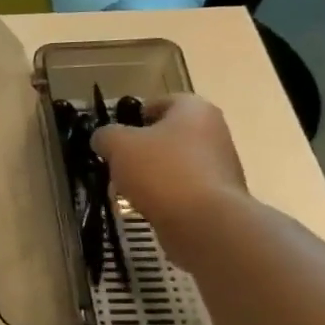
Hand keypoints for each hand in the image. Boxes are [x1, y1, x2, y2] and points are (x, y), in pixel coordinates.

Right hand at [91, 94, 248, 268]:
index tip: (117, 131)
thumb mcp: (119, 145)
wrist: (204, 222)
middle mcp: (214, 132)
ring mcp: (220, 166)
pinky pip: (183, 189)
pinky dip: (164, 195)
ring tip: (126, 188)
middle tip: (117, 161)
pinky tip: (145, 207)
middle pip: (170, 134)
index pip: (163, 101)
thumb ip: (106, 136)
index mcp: (194, 110)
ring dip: (152, 173)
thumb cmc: (161, 171)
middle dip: (142, 147)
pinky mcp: (218, 197)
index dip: (136, 113)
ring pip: (175, 163)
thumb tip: (104, 138)